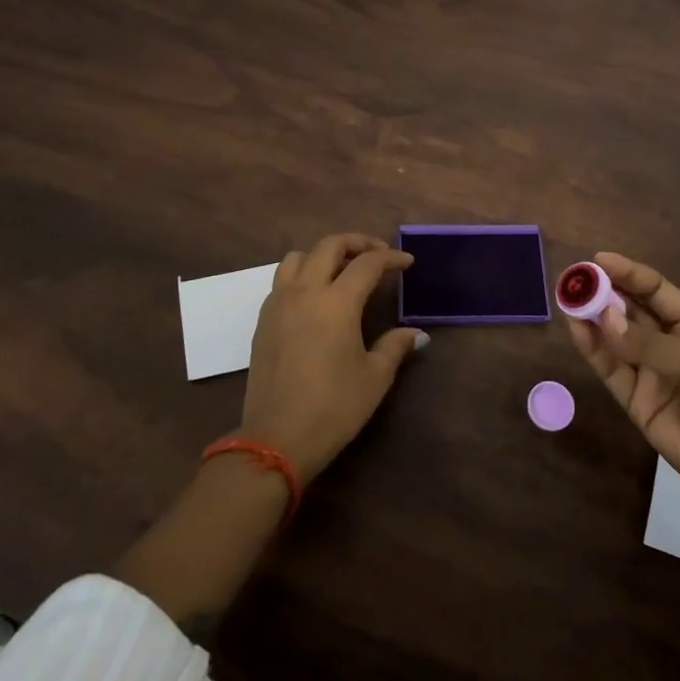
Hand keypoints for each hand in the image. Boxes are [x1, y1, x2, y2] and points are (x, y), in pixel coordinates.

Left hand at [240, 233, 426, 480]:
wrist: (277, 438)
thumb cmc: (333, 407)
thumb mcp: (374, 378)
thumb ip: (394, 347)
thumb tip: (415, 334)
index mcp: (337, 302)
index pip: (367, 263)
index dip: (391, 258)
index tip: (407, 263)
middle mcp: (305, 292)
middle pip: (329, 246)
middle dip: (357, 243)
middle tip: (378, 254)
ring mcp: (279, 303)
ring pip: (298, 257)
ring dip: (323, 254)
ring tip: (342, 270)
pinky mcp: (263, 320)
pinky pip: (282, 280)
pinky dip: (302, 275)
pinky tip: (315, 297)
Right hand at [564, 252, 679, 523]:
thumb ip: (653, 345)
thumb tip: (604, 319)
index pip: (655, 291)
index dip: (628, 273)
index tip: (598, 260)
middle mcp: (668, 344)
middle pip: (630, 310)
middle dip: (603, 292)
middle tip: (574, 279)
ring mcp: (650, 373)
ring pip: (614, 338)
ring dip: (592, 318)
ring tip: (567, 299)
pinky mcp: (635, 402)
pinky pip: (610, 370)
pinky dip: (592, 350)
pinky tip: (577, 329)